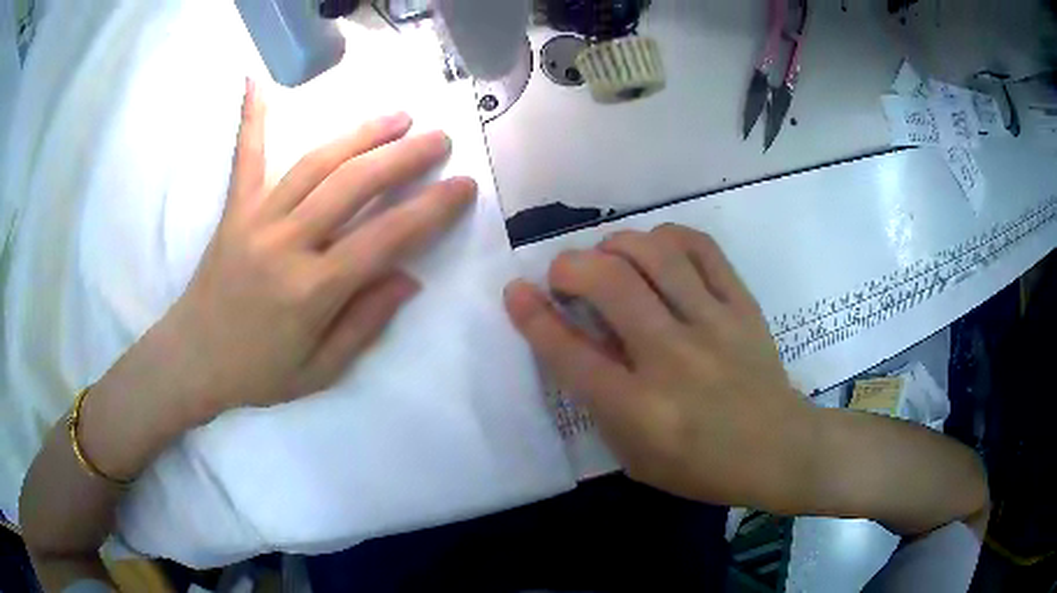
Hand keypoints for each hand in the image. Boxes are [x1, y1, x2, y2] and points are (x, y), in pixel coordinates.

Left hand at [165, 79, 476, 421]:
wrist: (192, 359)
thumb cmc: (257, 373)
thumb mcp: (320, 370)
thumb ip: (365, 324)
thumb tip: (409, 278)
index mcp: (312, 290)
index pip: (384, 238)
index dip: (430, 210)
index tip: (463, 185)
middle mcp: (286, 243)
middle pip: (354, 185)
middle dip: (404, 157)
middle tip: (439, 139)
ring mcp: (256, 219)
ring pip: (316, 164)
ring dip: (360, 135)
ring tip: (398, 117)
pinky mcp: (234, 210)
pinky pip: (246, 158)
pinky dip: (252, 118)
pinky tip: (254, 81)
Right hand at [504, 224, 816, 509]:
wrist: (780, 450)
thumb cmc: (702, 467)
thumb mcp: (635, 457)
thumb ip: (602, 403)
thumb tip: (577, 341)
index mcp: (640, 409)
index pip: (570, 353)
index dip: (532, 317)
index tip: (516, 291)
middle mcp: (673, 359)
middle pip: (610, 285)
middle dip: (570, 266)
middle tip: (563, 274)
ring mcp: (713, 325)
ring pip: (655, 255)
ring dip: (616, 245)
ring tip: (608, 257)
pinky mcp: (743, 306)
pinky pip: (703, 249)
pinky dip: (669, 237)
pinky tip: (657, 247)